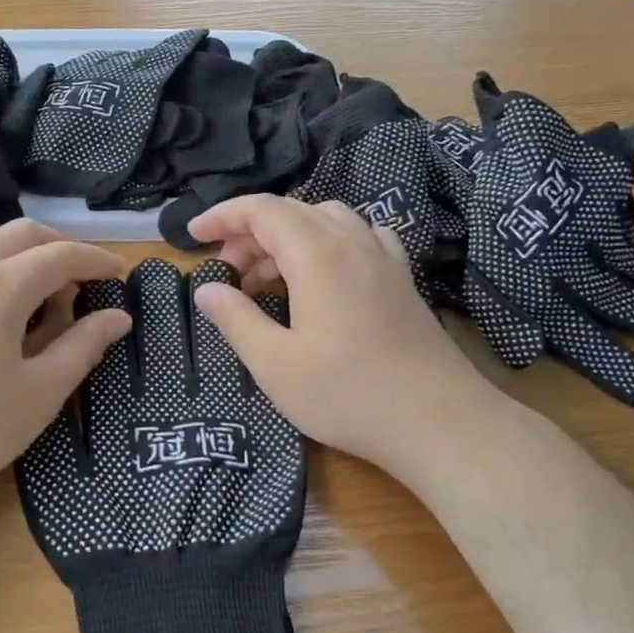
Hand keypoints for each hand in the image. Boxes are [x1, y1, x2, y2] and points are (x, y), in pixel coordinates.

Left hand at [0, 219, 130, 522]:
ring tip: (30, 273)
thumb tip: (119, 317)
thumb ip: (83, 347)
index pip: (60, 256)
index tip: (121, 273)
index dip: (96, 260)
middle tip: (83, 276)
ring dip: (11, 240)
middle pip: (19, 232)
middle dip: (59, 245)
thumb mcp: (40, 393)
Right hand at [187, 195, 510, 479]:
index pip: (261, 210)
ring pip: (326, 219)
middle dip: (249, 231)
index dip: (223, 216)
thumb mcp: (275, 364)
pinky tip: (322, 274)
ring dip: (287, 236)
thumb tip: (207, 289)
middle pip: (292, 211)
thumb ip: (236, 320)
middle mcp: (352, 242)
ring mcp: (383, 257)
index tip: (194, 237)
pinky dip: (326, 242)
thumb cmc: (348, 394)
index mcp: (317, 254)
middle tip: (226, 271)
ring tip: (267, 276)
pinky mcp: (402, 278)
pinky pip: (358, 236)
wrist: (439, 422)